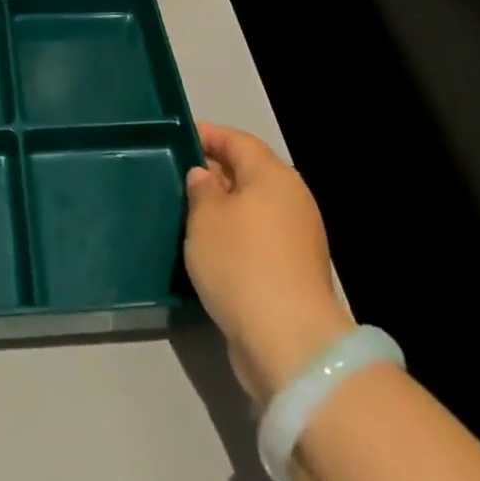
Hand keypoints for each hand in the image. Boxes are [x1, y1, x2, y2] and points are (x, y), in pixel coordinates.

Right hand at [185, 122, 353, 406]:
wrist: (289, 344)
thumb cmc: (241, 263)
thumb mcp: (206, 217)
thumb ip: (201, 189)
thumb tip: (206, 177)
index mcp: (274, 176)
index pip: (238, 141)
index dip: (209, 136)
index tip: (181, 137)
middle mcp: (292, 201)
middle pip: (250, 175)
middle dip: (217, 174)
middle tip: (181, 177)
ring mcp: (299, 241)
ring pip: (254, 211)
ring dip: (226, 210)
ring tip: (190, 215)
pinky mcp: (296, 277)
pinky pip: (260, 242)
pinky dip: (237, 239)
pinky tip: (212, 252)